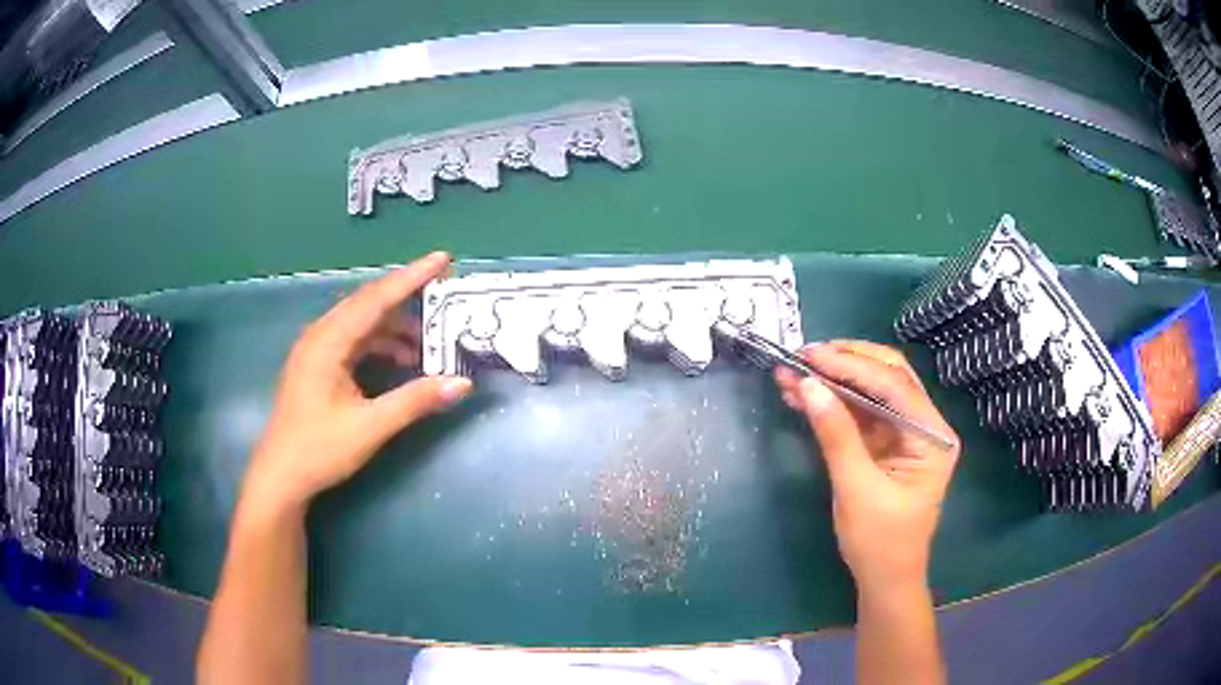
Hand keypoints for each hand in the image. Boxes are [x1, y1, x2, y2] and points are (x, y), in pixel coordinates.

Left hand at [241, 252, 472, 515]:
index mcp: (328, 342)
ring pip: (361, 322)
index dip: (411, 277)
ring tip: (426, 343)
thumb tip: (462, 383)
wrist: (281, 476)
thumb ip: (415, 401)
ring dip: (394, 327)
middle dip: (406, 295)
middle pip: (368, 303)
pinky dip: (380, 344)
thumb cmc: (320, 450)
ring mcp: (316, 349)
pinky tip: (400, 361)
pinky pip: (354, 339)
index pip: (376, 299)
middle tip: (443, 290)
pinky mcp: (318, 364)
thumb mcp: (371, 427)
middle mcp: (320, 335)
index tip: (443, 258)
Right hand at [775, 341, 958, 591]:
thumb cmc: (879, 542)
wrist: (883, 579)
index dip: (852, 366)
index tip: (810, 356)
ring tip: (792, 371)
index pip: (894, 386)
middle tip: (803, 354)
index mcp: (932, 437)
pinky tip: (803, 395)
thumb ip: (836, 434)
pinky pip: (859, 413)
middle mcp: (924, 426)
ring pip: (870, 392)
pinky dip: (832, 403)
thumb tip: (808, 385)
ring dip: (833, 380)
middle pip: (887, 377)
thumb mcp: (856, 488)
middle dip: (845, 361)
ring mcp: (904, 434)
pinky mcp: (884, 444)